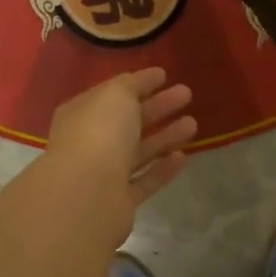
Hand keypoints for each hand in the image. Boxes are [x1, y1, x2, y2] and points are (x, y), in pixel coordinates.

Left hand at [44, 67, 195, 209]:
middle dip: (157, 107)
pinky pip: (144, 180)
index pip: (112, 94)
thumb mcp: (117, 95)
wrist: (86, 195)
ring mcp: (103, 174)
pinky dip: (162, 169)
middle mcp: (89, 142)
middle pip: (127, 121)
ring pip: (138, 150)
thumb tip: (145, 79)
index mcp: (81, 113)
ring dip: (164, 136)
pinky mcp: (119, 201)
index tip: (165, 75)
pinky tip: (182, 157)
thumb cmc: (99, 134)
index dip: (138, 83)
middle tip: (187, 94)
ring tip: (194, 124)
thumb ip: (132, 84)